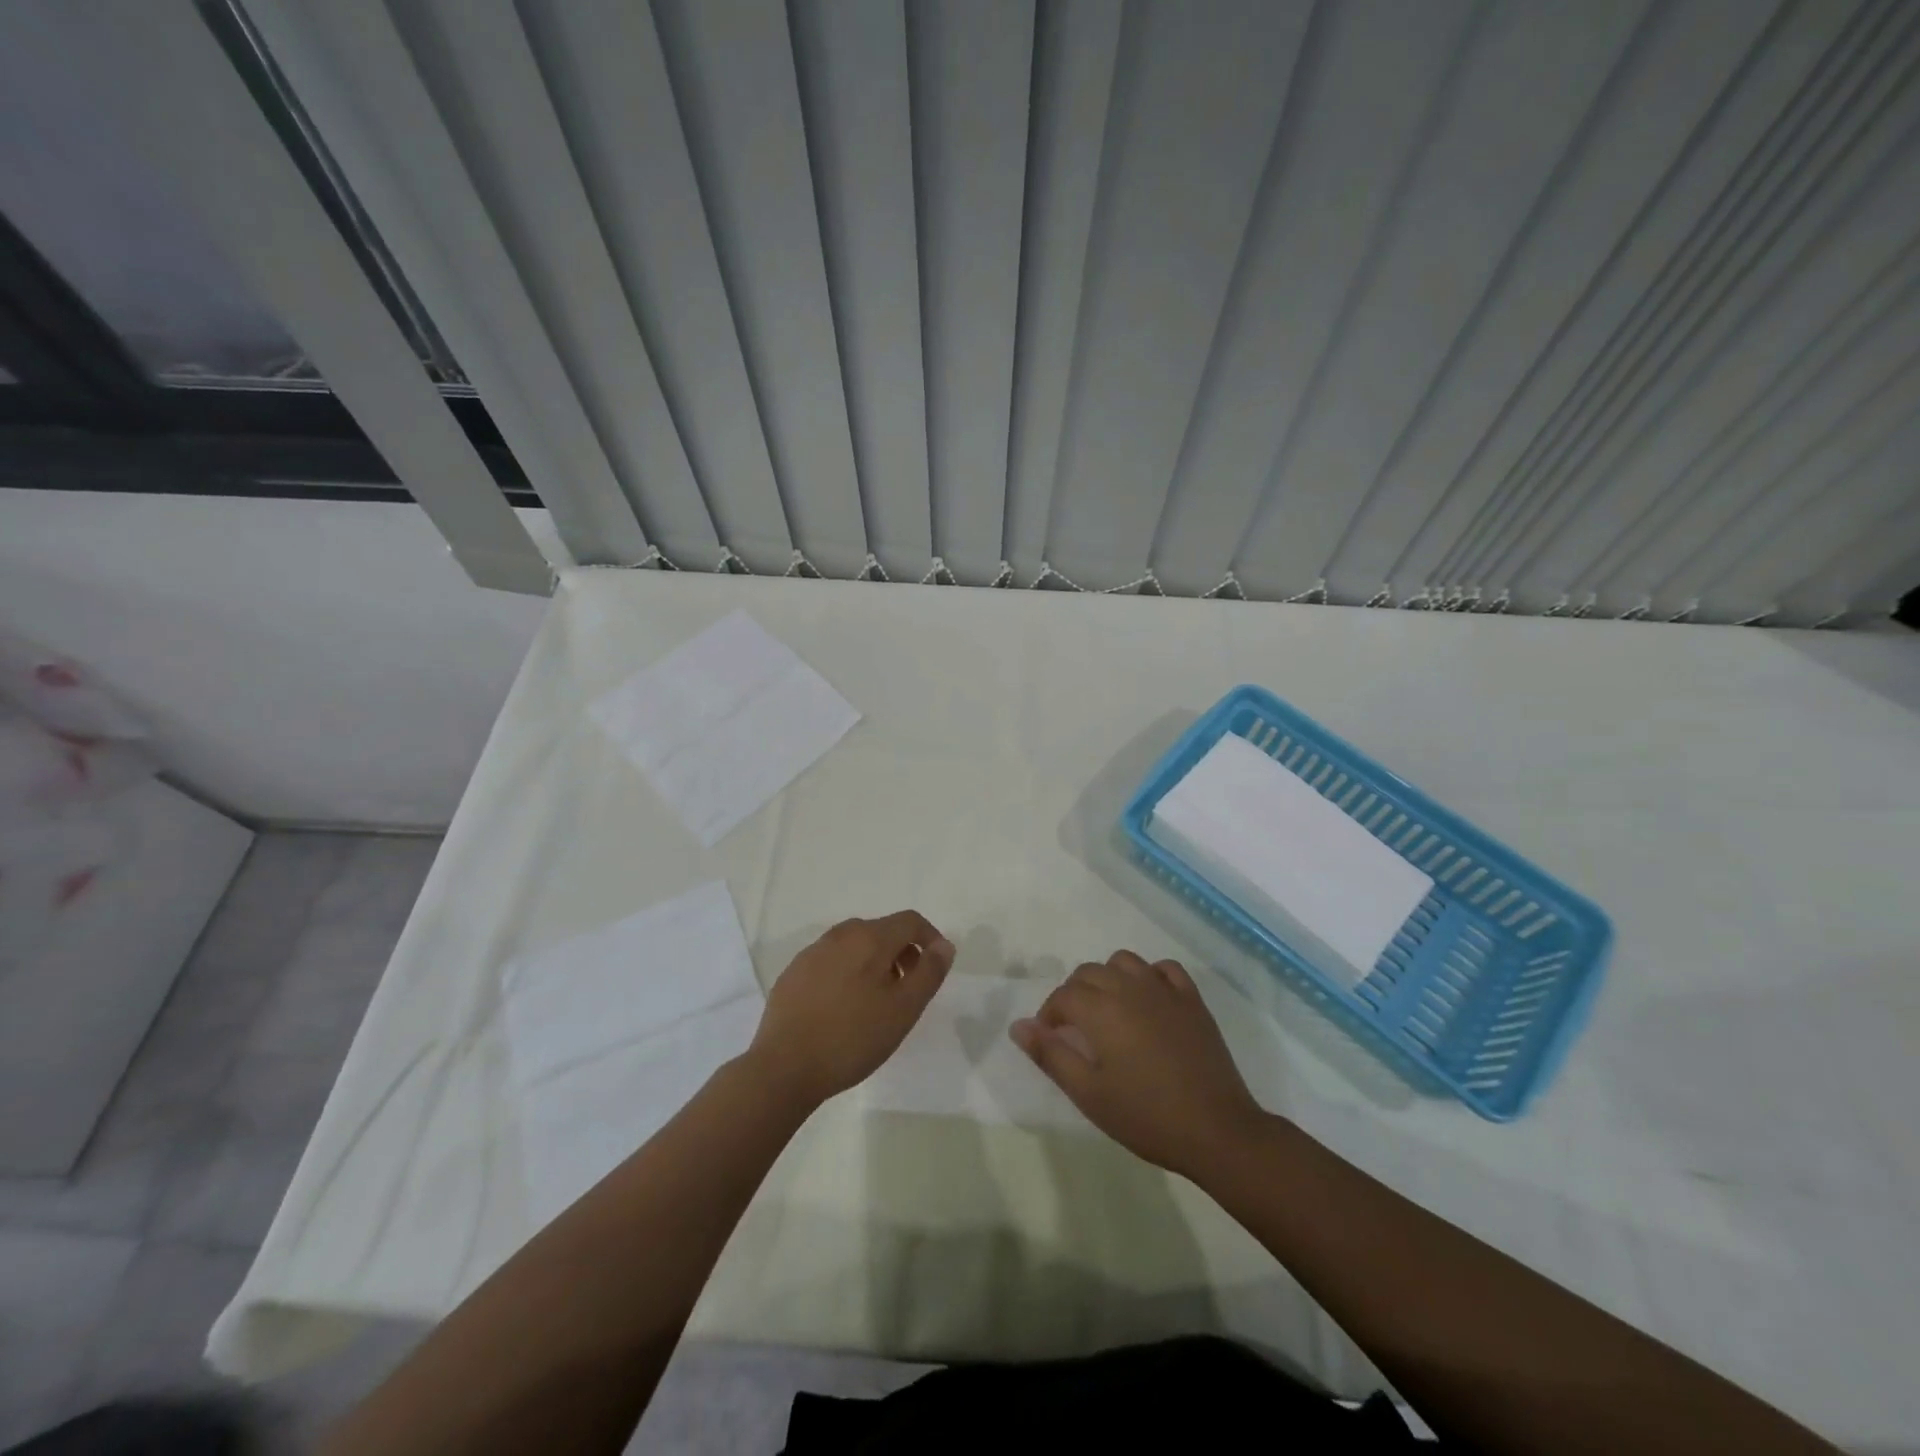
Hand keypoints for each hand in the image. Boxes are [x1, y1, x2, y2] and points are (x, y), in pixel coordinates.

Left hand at [747, 911, 954, 1106]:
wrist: (784, 1067)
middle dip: (903, 953)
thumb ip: (929, 972)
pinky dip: (847, 974)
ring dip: (875, 963)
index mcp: (869, 937)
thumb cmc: (853, 1037)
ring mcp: (812, 952)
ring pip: (855, 946)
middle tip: (909, 990)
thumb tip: (944, 945)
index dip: (930, 939)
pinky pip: (831, 962)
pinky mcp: (793, 973)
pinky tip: (843, 1009)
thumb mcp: (904, 1009)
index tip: (935, 968)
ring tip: (877, 1002)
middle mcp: (839, 934)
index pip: (910, 921)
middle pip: (882, 931)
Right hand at [1011, 951, 1265, 1181]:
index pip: (1063, 996)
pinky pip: (1164, 969)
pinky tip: (1148, 1001)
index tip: (1050, 1040)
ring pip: (1124, 962)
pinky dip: (1149, 976)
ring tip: (1109, 1011)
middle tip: (1076, 1030)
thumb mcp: (1089, 1094)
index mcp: (1101, 1009)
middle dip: (1074, 994)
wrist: (1216, 1130)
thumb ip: (1051, 1055)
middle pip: (1089, 972)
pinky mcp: (1192, 1000)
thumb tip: (1019, 1026)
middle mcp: (1129, 988)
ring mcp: (1164, 990)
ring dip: (1108, 978)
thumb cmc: (1146, 1116)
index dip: (1049, 1015)